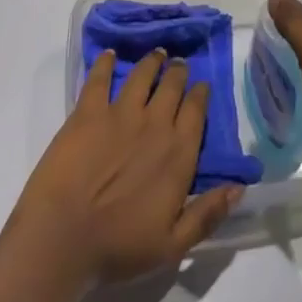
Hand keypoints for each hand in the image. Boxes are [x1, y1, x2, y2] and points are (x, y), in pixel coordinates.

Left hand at [7, 49, 241, 285]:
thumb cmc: (118, 247)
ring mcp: (120, 113)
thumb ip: (207, 215)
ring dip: (152, 61)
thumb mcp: (173, 245)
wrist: (62, 237)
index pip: (196, 111)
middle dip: (178, 72)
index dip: (200, 94)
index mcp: (178, 153)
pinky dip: (106, 63)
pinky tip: (109, 55)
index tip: (201, 86)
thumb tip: (239, 188)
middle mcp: (155, 124)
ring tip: (156, 54)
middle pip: (172, 86)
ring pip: (143, 74)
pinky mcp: (88, 111)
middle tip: (178, 65)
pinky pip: (100, 78)